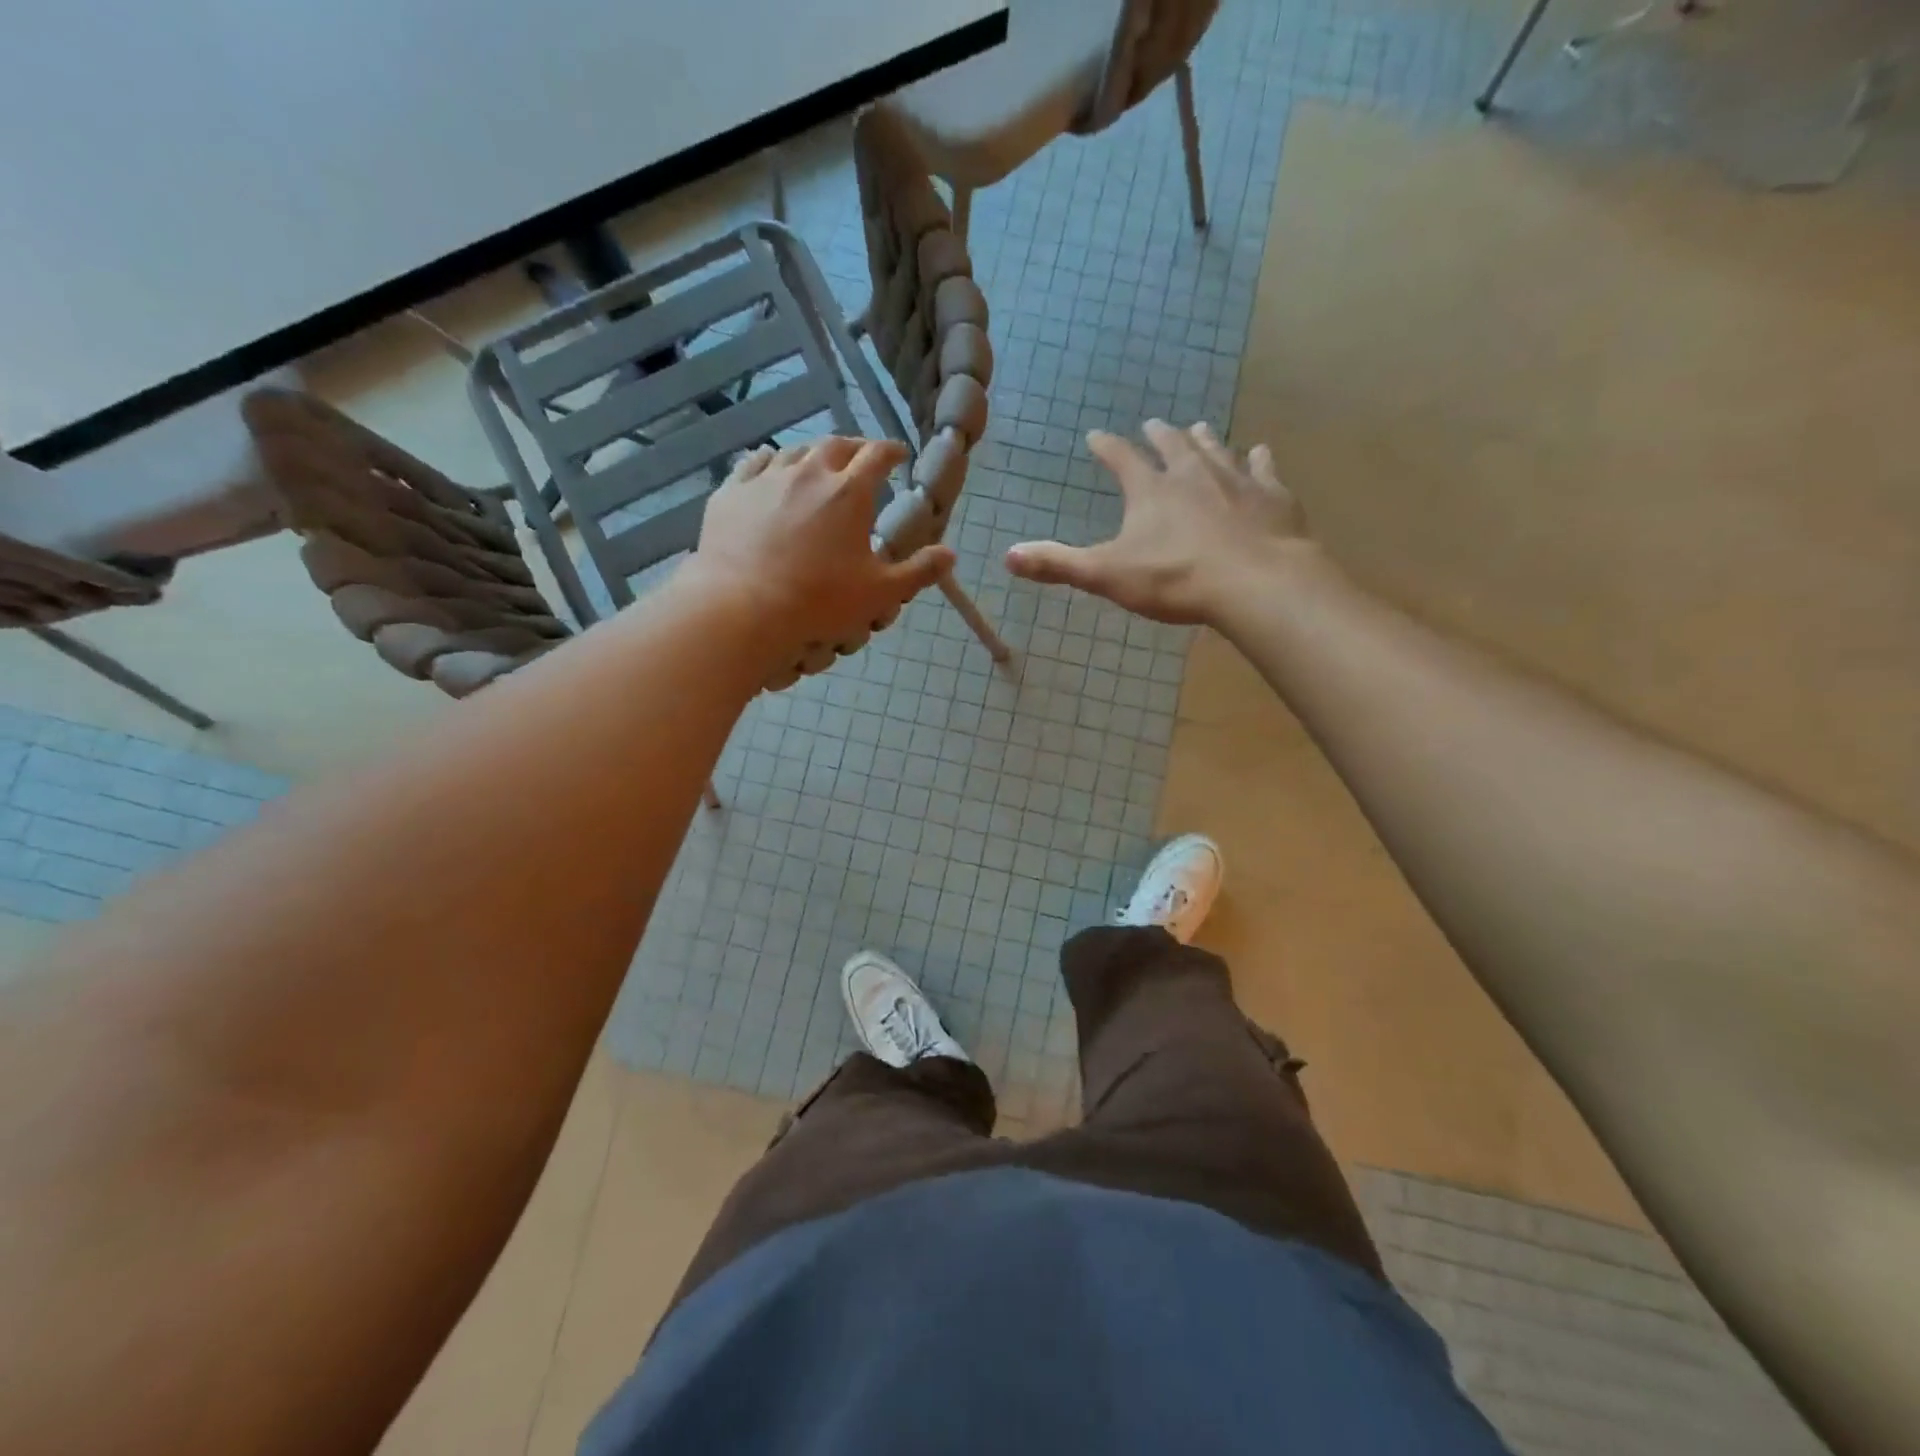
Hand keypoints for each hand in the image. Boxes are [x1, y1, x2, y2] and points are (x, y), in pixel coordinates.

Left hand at [691, 436, 954, 663]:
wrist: (743, 606)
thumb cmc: (819, 601)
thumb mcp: (880, 593)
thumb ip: (919, 571)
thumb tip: (950, 554)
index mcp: (849, 491)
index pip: (877, 454)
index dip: (892, 451)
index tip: (899, 455)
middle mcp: (809, 472)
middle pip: (836, 445)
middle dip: (854, 448)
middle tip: (861, 460)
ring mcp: (766, 478)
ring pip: (795, 451)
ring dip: (813, 454)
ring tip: (819, 466)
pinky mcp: (732, 491)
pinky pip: (754, 463)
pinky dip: (770, 462)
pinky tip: (771, 467)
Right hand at [1004, 420, 1310, 624]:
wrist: (1254, 581)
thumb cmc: (1175, 579)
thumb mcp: (1106, 575)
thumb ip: (1058, 564)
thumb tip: (1008, 556)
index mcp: (1150, 489)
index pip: (1121, 458)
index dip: (1106, 447)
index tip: (1096, 436)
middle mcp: (1192, 473)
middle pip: (1172, 445)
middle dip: (1159, 434)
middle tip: (1153, 423)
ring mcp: (1235, 480)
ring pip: (1216, 449)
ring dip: (1204, 439)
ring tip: (1198, 428)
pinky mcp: (1272, 495)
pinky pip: (1263, 468)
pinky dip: (1258, 459)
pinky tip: (1260, 452)